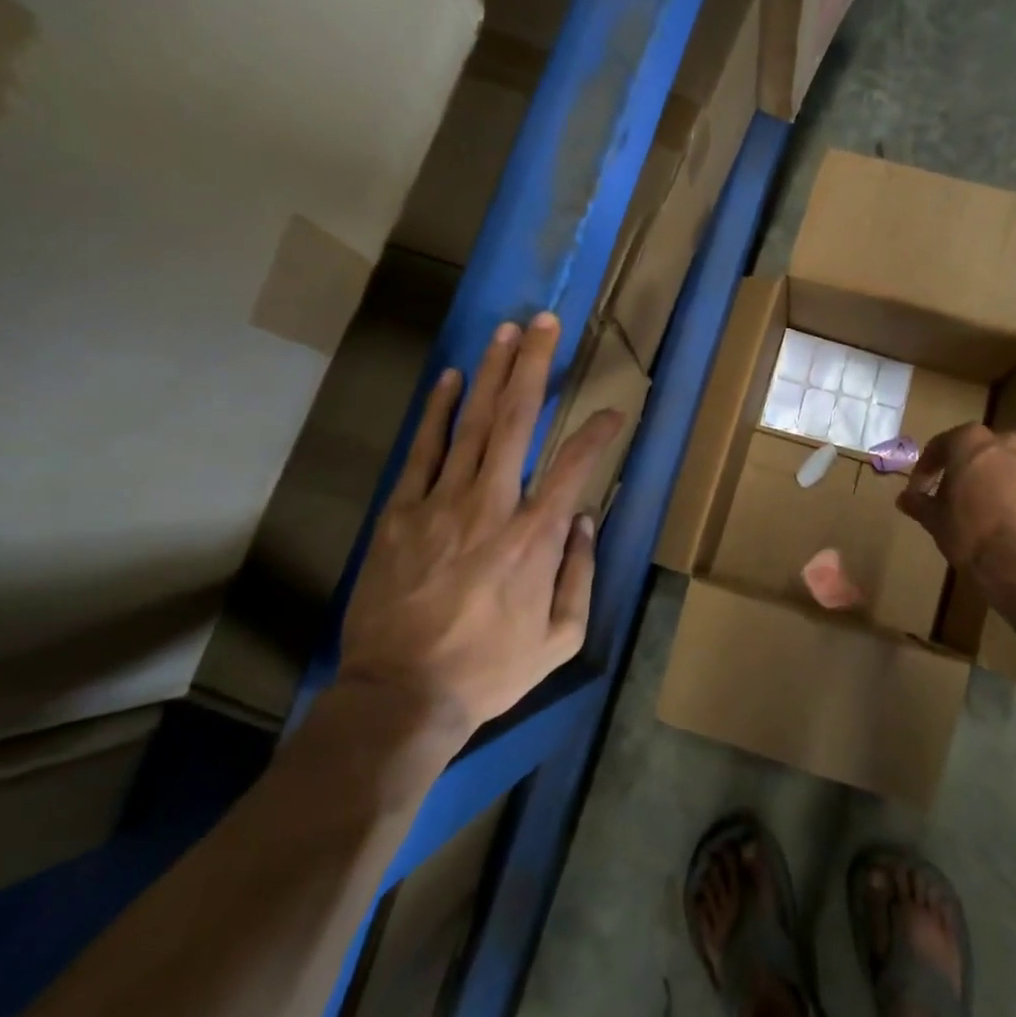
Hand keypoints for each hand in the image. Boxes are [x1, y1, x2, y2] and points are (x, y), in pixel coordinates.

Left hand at [337, 312, 622, 745]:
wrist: (401, 695)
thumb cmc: (490, 669)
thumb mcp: (560, 638)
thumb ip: (580, 574)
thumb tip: (588, 520)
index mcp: (535, 537)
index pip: (575, 466)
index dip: (598, 433)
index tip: (614, 411)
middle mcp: (492, 505)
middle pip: (518, 421)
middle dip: (535, 366)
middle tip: (546, 322)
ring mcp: (441, 504)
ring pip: (473, 424)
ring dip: (493, 373)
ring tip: (507, 331)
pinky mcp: (401, 512)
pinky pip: (424, 451)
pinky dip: (439, 412)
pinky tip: (453, 379)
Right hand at [897, 422, 1015, 570]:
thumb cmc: (967, 533)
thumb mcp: (933, 519)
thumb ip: (918, 502)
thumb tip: (904, 498)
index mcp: (971, 442)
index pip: (942, 445)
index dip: (927, 467)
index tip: (920, 489)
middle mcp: (1007, 444)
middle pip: (983, 450)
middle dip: (969, 467)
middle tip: (958, 493)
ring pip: (1014, 466)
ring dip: (1002, 480)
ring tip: (992, 508)